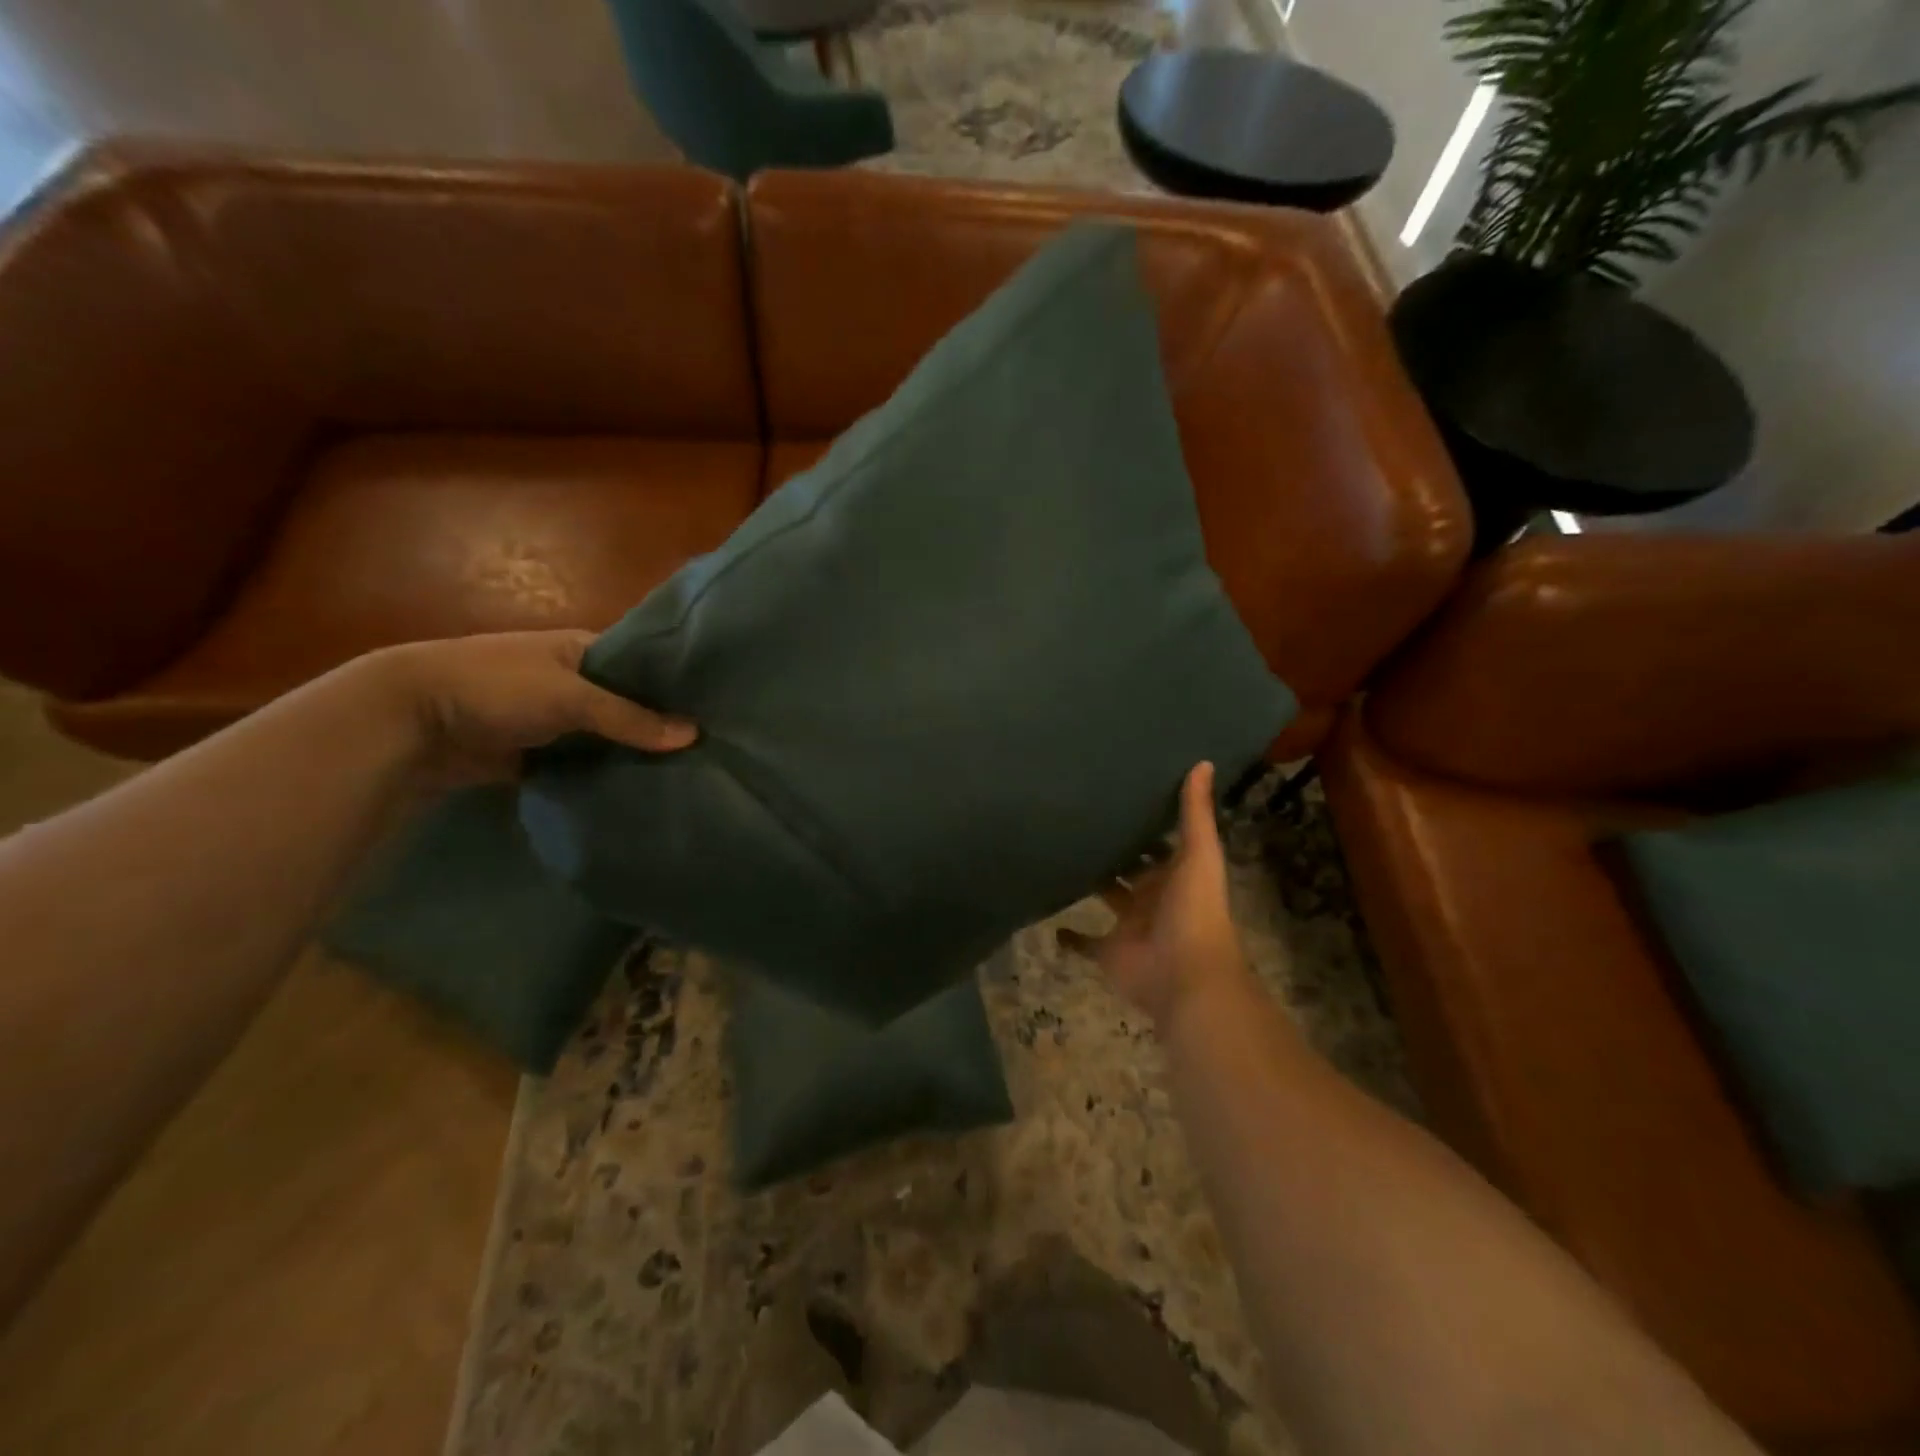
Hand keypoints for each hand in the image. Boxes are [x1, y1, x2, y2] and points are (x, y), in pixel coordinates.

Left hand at [358, 630, 696, 783]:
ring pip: (608, 736)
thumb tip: (694, 736)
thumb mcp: (570, 697)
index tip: (716, 711)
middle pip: (629, 704)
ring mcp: (555, 718)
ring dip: (634, 753)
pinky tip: (640, 790)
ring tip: (687, 774)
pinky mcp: (539, 752)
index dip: (676, 686)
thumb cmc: (497, 687)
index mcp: (583, 649)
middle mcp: (574, 680)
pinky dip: (605, 774)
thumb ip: (631, 718)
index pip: (643, 665)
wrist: (411, 720)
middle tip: (711, 750)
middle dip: (661, 725)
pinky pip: (583, 763)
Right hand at [1063, 762, 1246, 1026]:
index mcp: (1175, 874)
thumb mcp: (1198, 854)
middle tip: (1080, 816)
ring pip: (1107, 898)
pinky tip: (1051, 920)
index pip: (1159, 843)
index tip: (1120, 793)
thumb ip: (1194, 813)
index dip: (1145, 822)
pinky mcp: (1108, 951)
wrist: (1184, 976)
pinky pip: (1085, 943)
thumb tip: (1202, 761)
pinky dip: (1069, 936)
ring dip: (1091, 882)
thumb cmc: (1193, 911)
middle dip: (1114, 849)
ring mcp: (1129, 925)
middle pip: (1130, 868)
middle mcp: (1152, 896)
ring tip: (1060, 852)